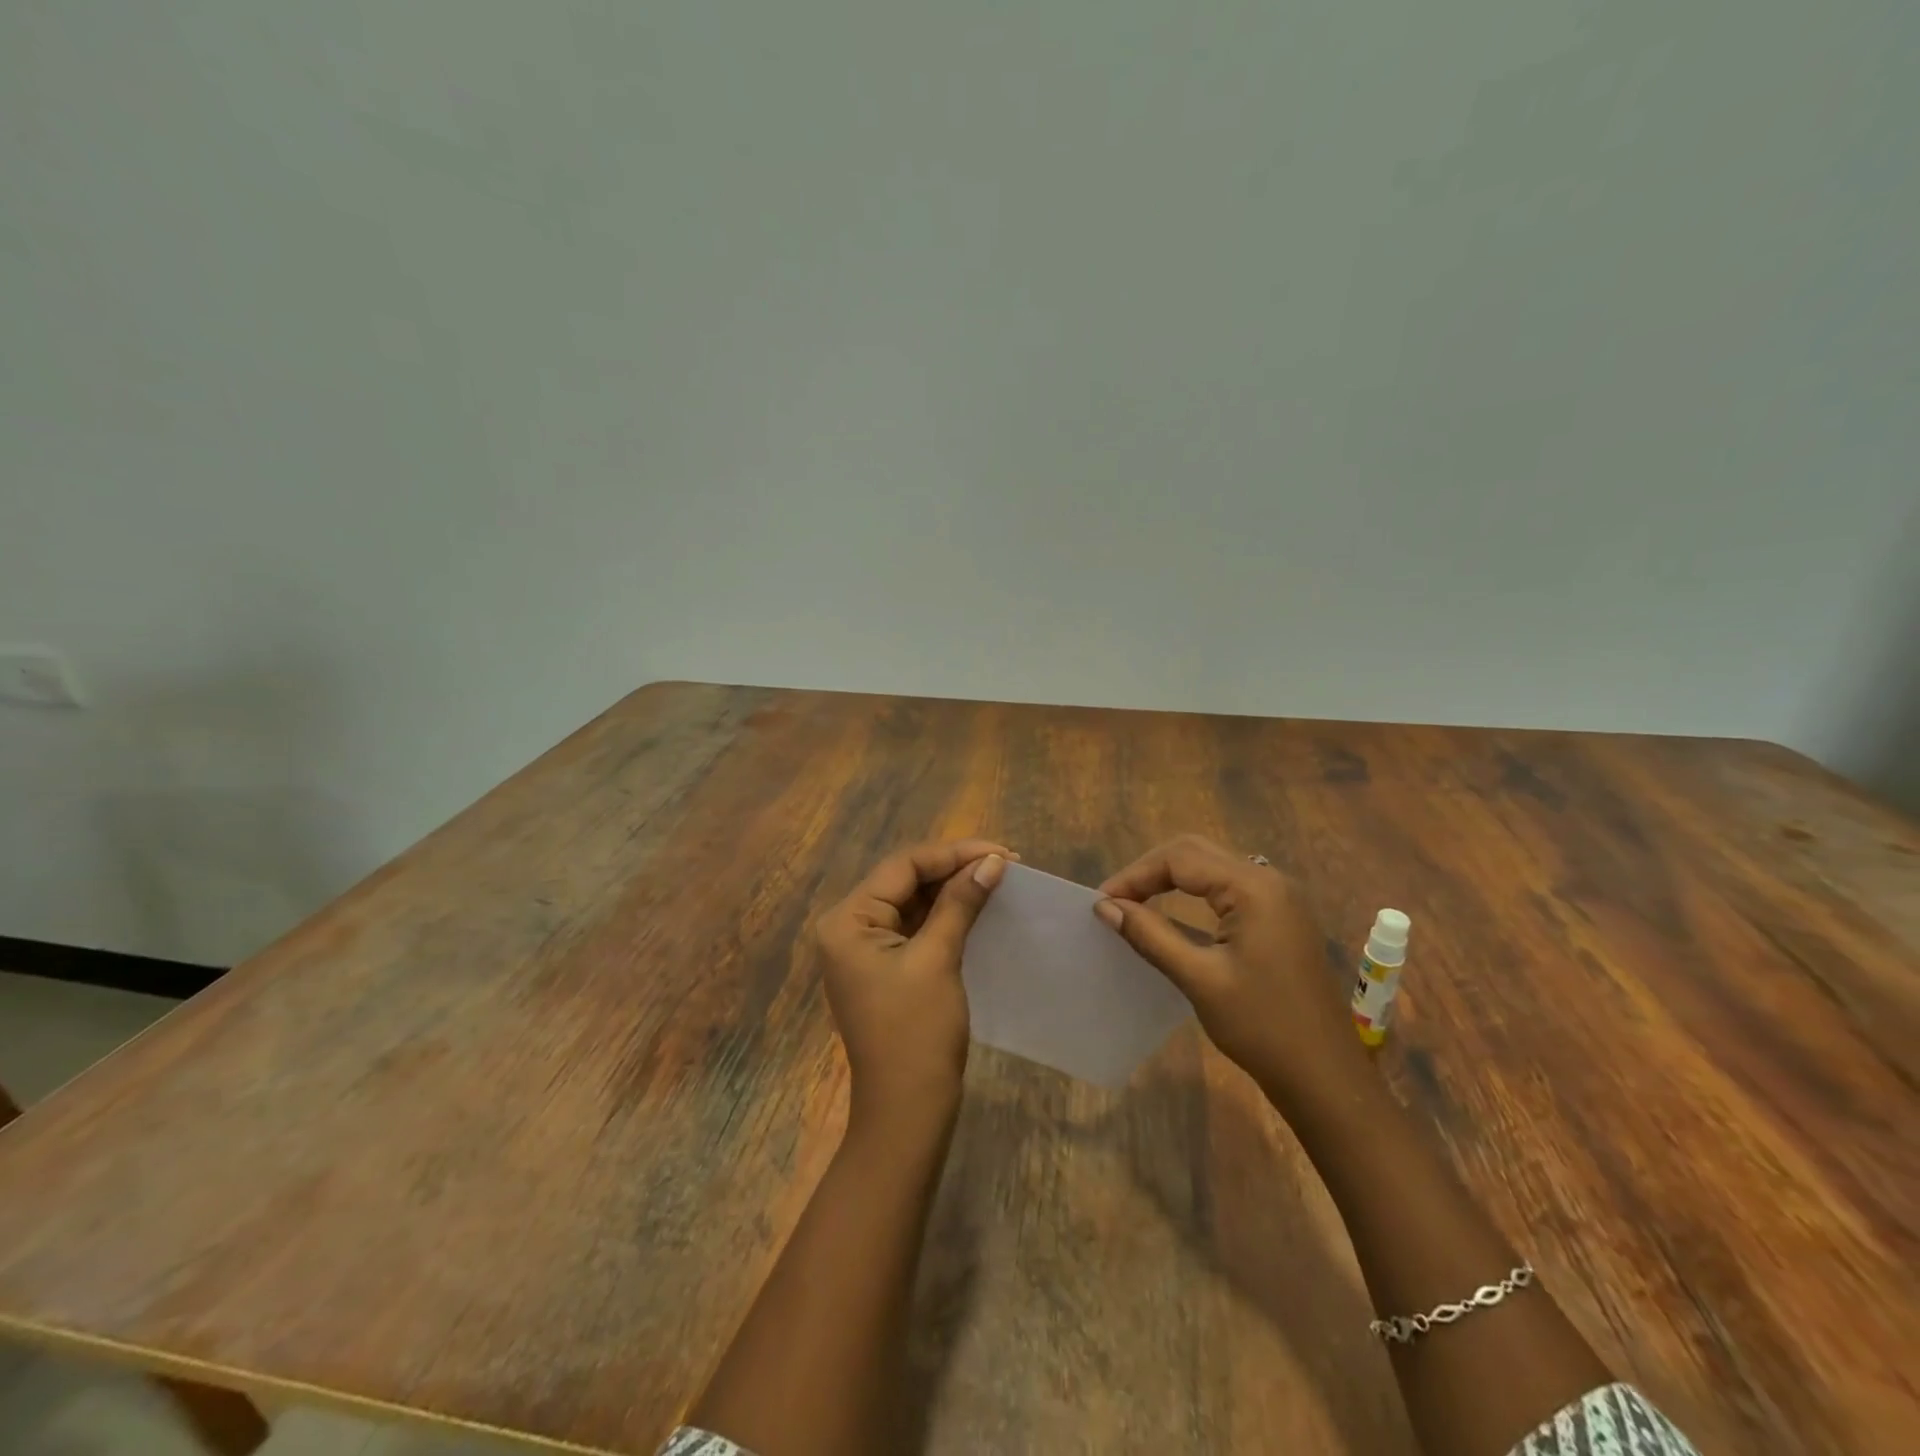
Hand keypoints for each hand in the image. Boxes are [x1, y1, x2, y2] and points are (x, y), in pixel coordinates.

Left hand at [815, 839, 1011, 1133]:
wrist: (907, 1112)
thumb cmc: (917, 1032)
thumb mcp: (938, 959)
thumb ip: (960, 903)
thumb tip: (992, 862)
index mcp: (847, 920)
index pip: (903, 867)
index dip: (953, 854)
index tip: (1001, 853)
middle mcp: (848, 927)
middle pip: (905, 880)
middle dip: (954, 869)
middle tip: (1004, 863)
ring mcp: (865, 949)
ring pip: (912, 902)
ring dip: (952, 890)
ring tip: (997, 878)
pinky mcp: (884, 966)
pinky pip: (915, 927)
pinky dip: (945, 916)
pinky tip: (977, 906)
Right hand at [1094, 835, 1367, 1110]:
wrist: (1326, 1078)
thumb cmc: (1262, 1027)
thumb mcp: (1199, 978)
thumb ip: (1150, 934)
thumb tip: (1104, 906)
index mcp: (1253, 888)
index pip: (1180, 858)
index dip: (1135, 875)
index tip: (1101, 902)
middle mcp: (1269, 880)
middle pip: (1195, 853)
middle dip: (1150, 871)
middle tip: (1115, 901)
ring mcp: (1279, 898)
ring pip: (1211, 868)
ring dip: (1170, 880)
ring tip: (1135, 906)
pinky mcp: (1280, 918)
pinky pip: (1228, 889)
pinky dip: (1193, 895)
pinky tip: (1173, 917)